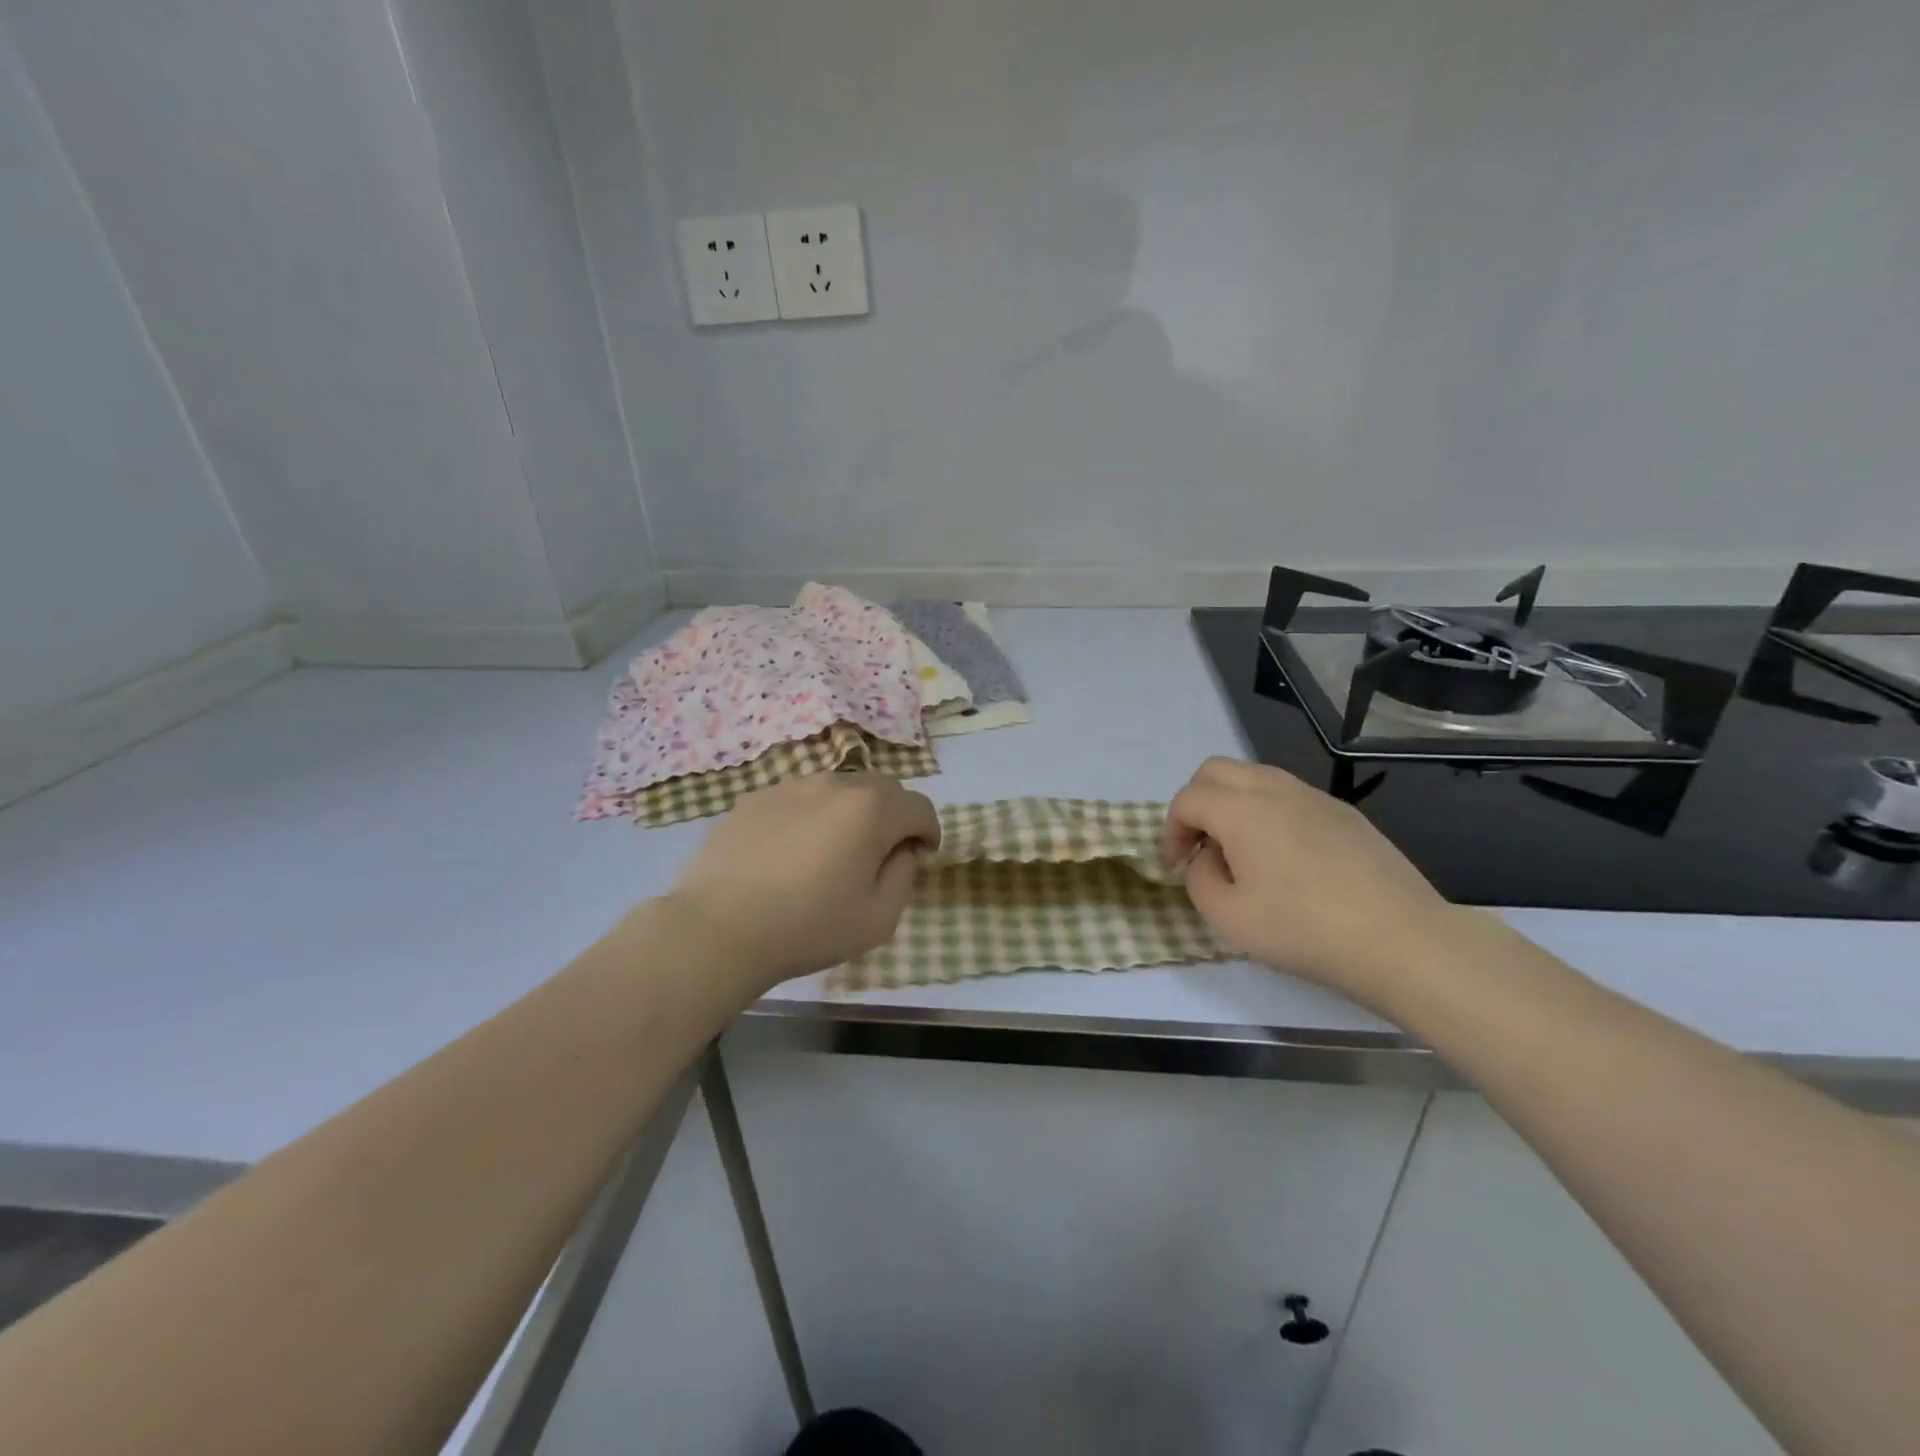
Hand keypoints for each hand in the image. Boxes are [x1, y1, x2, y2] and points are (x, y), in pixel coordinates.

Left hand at [667, 772, 940, 992]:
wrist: (718, 928)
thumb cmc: (807, 927)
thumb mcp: (878, 918)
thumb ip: (904, 876)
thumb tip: (901, 851)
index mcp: (872, 809)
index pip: (920, 807)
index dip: (929, 831)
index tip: (923, 855)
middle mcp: (834, 784)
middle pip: (882, 789)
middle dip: (893, 817)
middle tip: (881, 854)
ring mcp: (791, 786)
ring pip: (838, 790)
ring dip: (850, 813)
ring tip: (833, 852)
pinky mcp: (755, 798)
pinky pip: (799, 799)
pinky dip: (810, 817)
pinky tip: (791, 853)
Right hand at [1165, 757, 1453, 1003]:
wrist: (1402, 940)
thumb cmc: (1304, 930)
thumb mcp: (1228, 918)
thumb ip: (1199, 880)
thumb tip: (1205, 859)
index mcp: (1241, 810)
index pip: (1187, 798)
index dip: (1171, 830)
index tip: (1178, 867)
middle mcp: (1275, 790)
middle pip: (1215, 771)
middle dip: (1196, 803)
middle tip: (1201, 847)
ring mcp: (1314, 797)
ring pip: (1254, 776)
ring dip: (1232, 803)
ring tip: (1240, 851)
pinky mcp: (1344, 813)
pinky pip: (1289, 795)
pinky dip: (1268, 812)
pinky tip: (1285, 858)